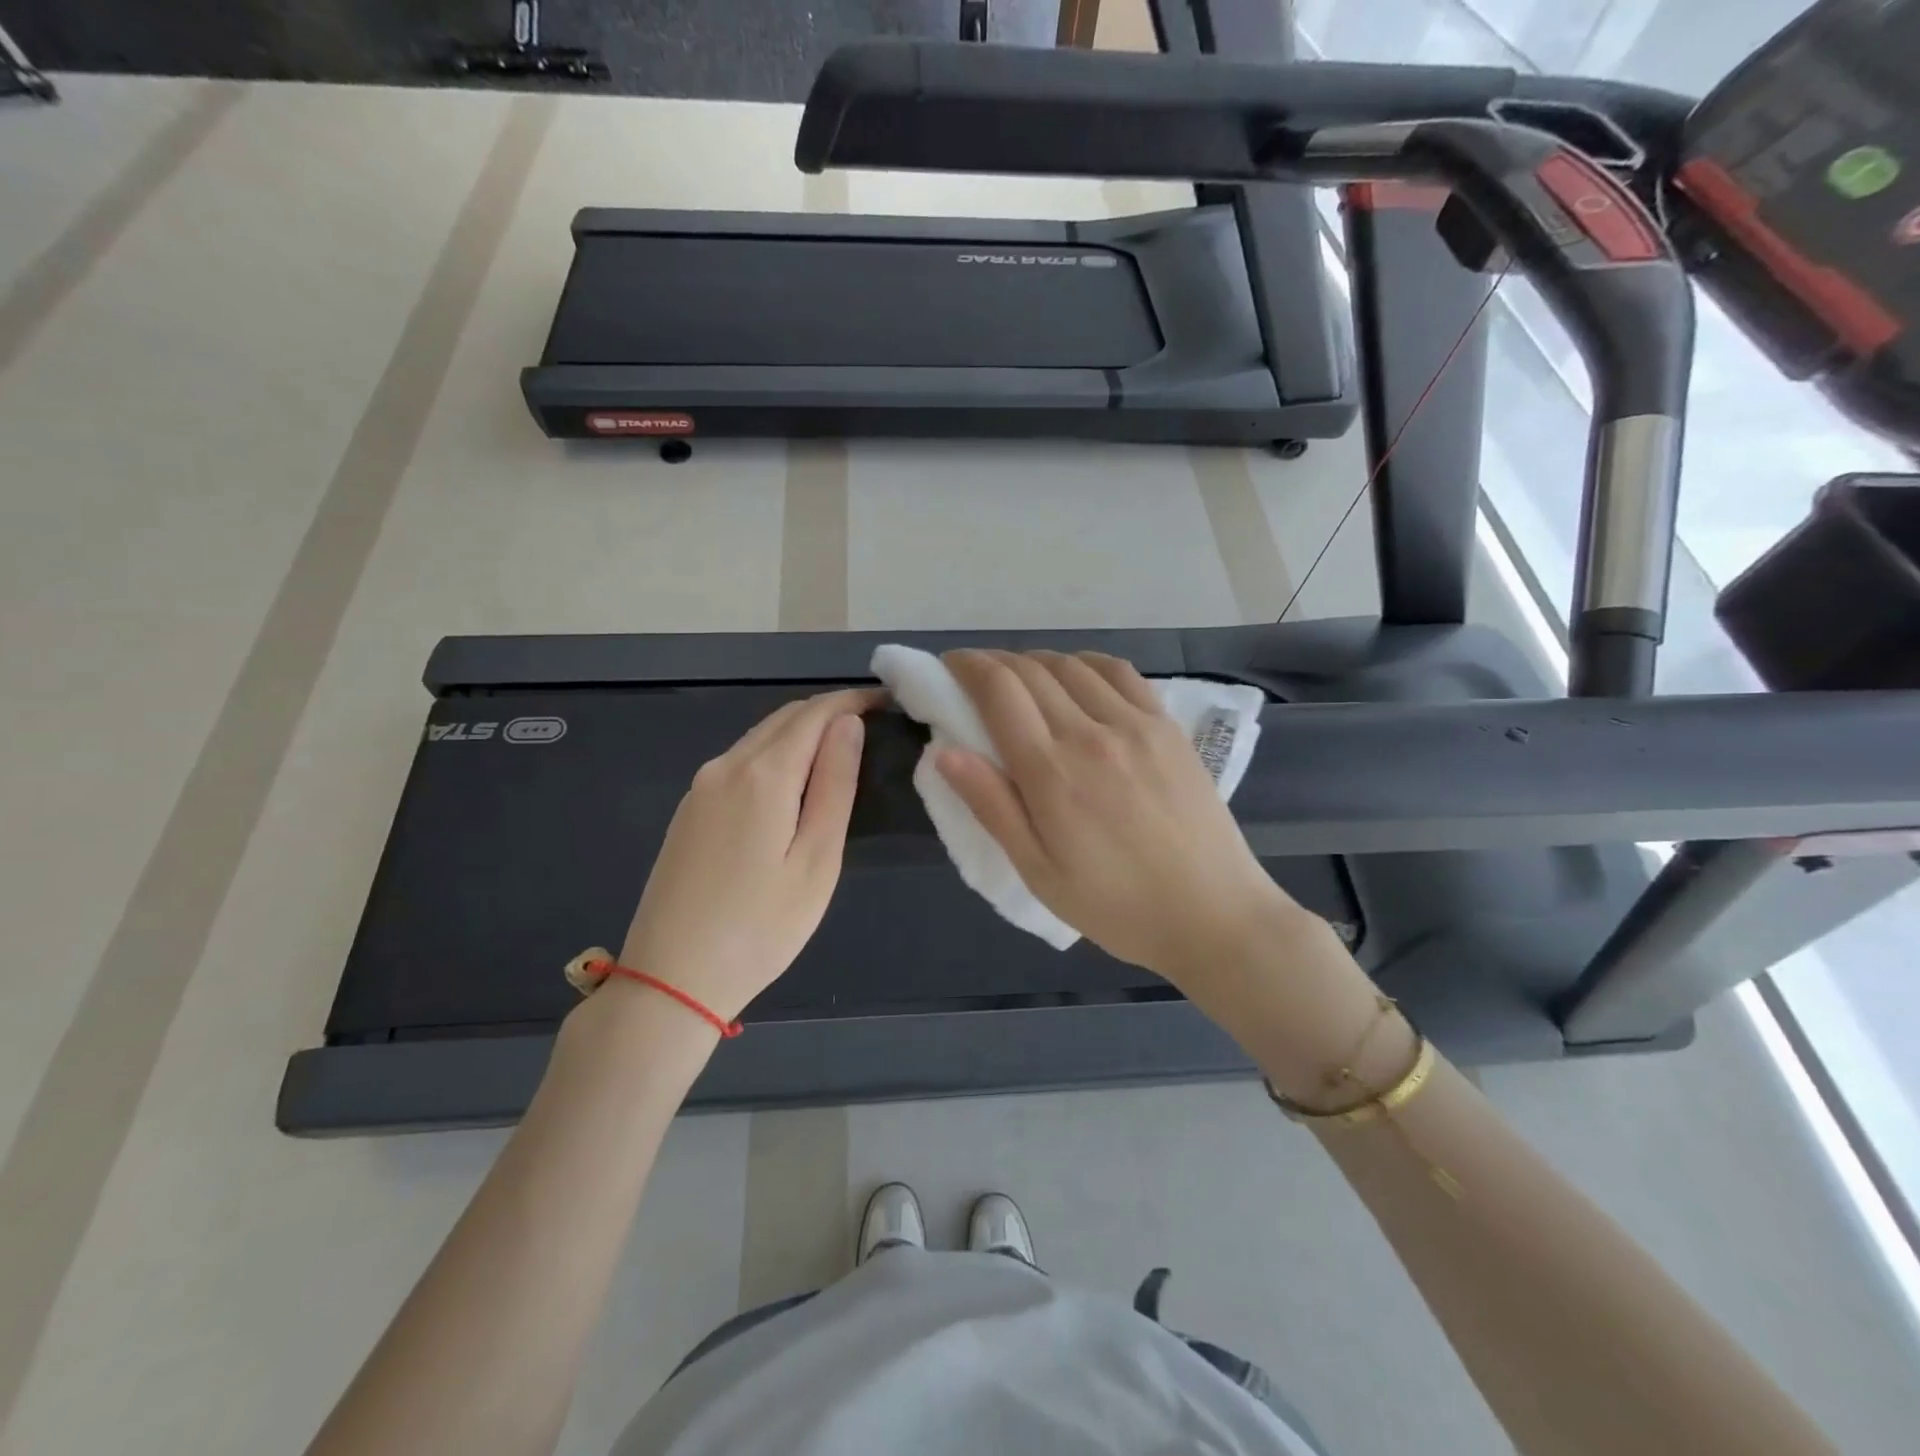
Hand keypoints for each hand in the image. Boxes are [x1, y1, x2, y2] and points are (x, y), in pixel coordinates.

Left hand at [615, 689, 876, 1022]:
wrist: (670, 979)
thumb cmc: (760, 928)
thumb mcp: (816, 860)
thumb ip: (834, 786)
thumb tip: (848, 725)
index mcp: (763, 775)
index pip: (814, 714)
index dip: (851, 701)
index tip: (886, 701)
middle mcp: (726, 767)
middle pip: (784, 718)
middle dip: (828, 711)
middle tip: (871, 722)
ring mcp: (701, 787)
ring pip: (760, 737)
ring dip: (801, 730)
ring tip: (841, 747)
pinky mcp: (689, 810)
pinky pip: (740, 761)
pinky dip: (775, 752)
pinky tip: (794, 778)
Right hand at [934, 650, 1307, 996]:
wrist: (1211, 914)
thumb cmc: (1115, 904)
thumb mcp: (1039, 871)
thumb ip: (992, 806)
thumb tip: (944, 751)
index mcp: (1051, 773)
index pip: (999, 691)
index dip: (967, 666)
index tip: (950, 666)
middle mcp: (1090, 733)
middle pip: (1031, 670)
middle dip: (994, 662)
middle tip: (976, 675)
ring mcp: (1135, 724)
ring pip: (1072, 664)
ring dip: (1037, 661)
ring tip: (1022, 678)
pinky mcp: (1167, 726)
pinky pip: (1120, 672)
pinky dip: (1086, 663)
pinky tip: (1077, 676)